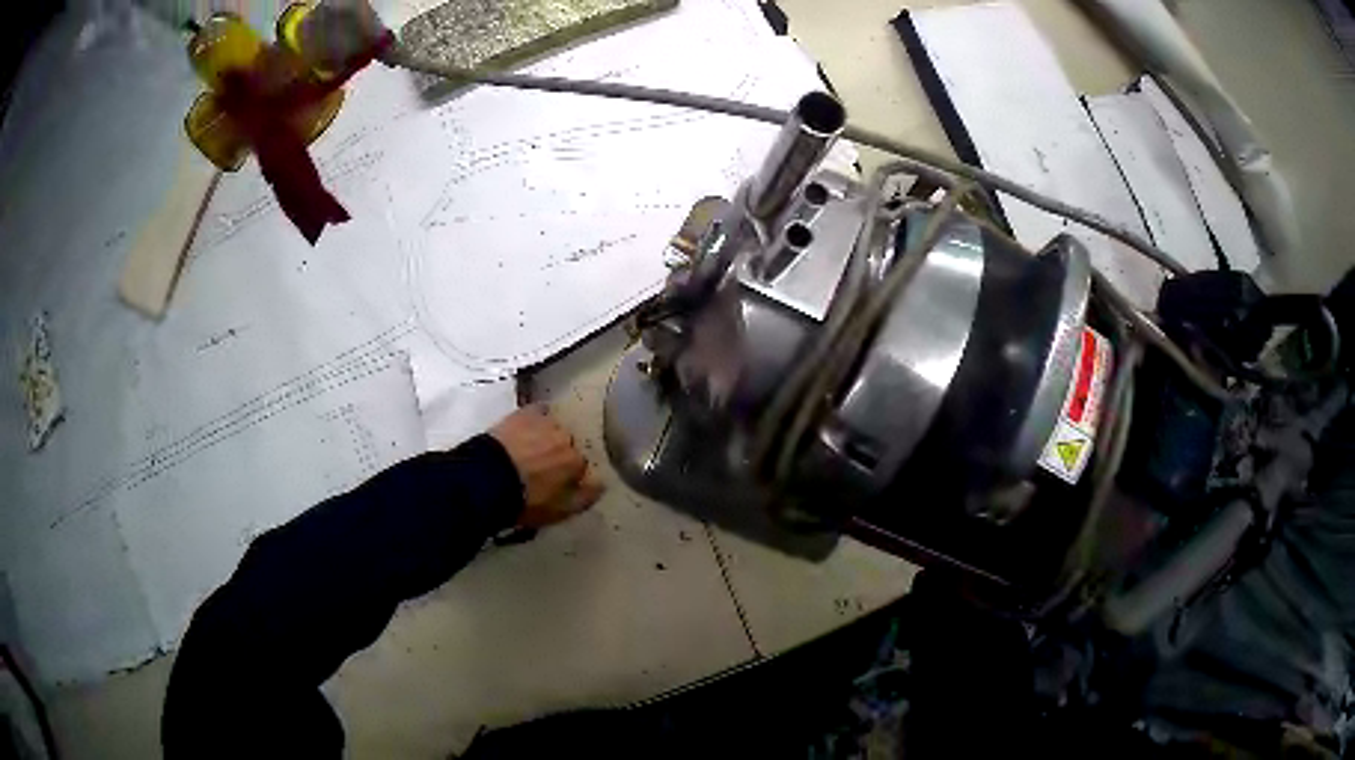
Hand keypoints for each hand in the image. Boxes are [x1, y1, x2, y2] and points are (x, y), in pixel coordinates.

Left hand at [490, 405, 604, 527]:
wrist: (486, 479)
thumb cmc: (524, 500)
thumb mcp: (558, 511)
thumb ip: (584, 498)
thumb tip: (601, 484)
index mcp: (576, 463)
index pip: (580, 467)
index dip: (568, 476)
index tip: (555, 483)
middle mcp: (567, 438)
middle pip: (568, 445)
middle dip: (558, 454)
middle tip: (540, 467)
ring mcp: (546, 423)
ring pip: (554, 428)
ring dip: (547, 436)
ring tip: (529, 447)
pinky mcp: (525, 413)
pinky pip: (539, 410)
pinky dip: (537, 417)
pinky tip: (528, 425)